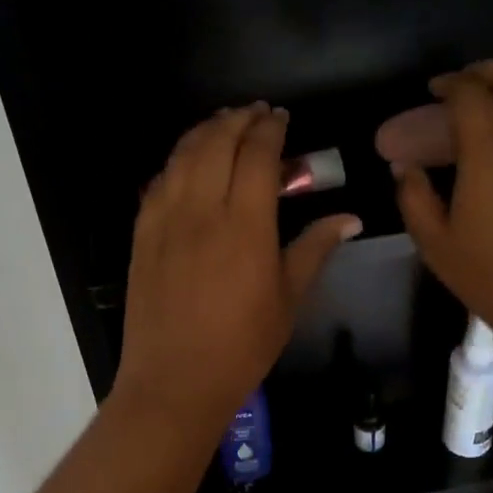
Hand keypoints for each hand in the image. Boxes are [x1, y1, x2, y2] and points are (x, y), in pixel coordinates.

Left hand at [115, 104, 361, 428]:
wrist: (175, 379)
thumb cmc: (242, 345)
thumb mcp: (288, 299)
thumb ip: (314, 249)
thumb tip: (350, 218)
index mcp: (246, 224)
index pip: (257, 155)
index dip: (270, 129)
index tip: (280, 117)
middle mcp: (202, 210)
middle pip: (216, 144)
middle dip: (237, 120)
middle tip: (253, 113)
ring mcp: (165, 220)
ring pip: (182, 156)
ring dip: (203, 132)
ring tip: (221, 125)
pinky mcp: (141, 235)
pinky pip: (157, 183)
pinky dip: (174, 162)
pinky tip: (185, 163)